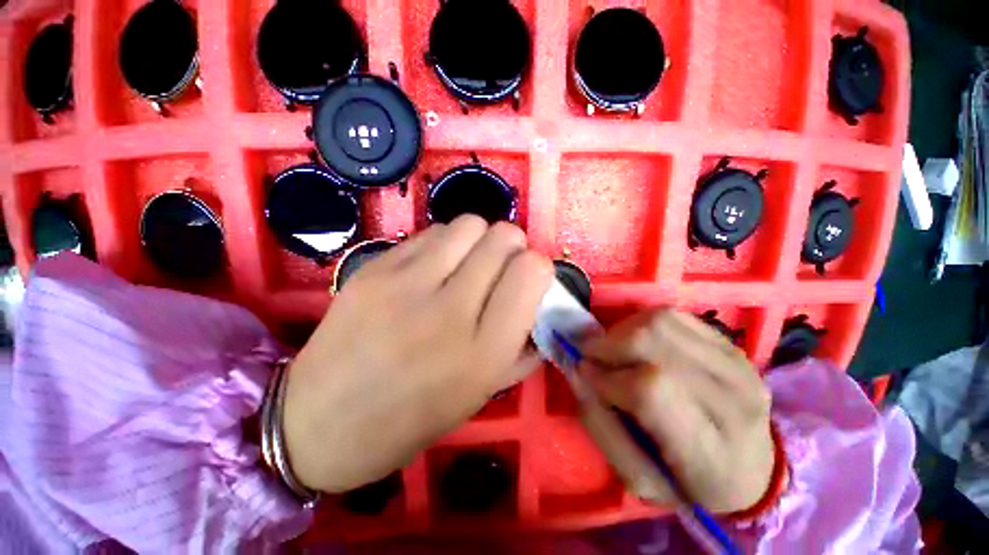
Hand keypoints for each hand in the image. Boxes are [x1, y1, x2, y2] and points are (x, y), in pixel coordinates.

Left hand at [282, 216, 552, 492]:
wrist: (321, 423)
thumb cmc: (412, 420)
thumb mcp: (481, 393)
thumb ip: (520, 347)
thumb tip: (538, 304)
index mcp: (484, 351)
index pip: (532, 270)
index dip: (536, 267)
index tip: (525, 280)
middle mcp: (450, 311)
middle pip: (504, 237)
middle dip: (511, 248)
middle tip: (498, 270)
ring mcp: (406, 284)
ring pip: (469, 225)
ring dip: (478, 240)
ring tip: (466, 264)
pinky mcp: (374, 268)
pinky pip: (430, 233)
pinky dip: (444, 244)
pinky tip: (433, 268)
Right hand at [580, 310, 773, 513]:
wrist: (751, 471)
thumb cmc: (688, 483)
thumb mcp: (637, 477)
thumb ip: (601, 424)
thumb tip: (579, 371)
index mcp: (711, 449)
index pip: (650, 390)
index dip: (608, 376)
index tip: (588, 376)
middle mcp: (732, 398)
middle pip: (653, 342)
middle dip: (609, 345)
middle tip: (594, 358)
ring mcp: (737, 363)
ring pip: (661, 322)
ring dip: (622, 331)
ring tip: (615, 351)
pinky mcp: (730, 343)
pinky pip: (673, 315)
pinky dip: (641, 322)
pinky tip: (637, 343)